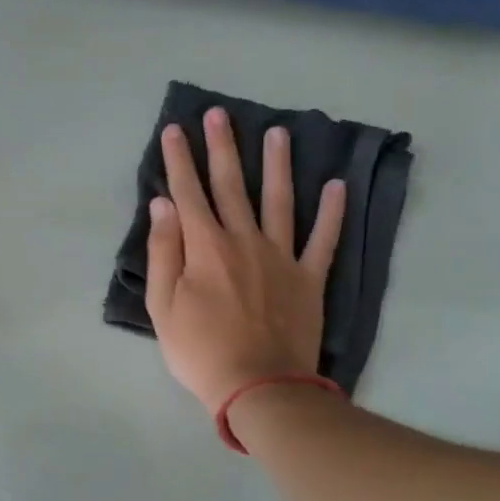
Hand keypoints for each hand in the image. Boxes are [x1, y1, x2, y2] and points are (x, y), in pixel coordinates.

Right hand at [145, 107, 344, 412]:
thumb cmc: (200, 350)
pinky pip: (324, 239)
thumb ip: (163, 252)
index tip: (176, 130)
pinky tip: (337, 185)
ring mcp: (282, 256)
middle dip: (223, 148)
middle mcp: (244, 240)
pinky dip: (332, 212)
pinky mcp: (309, 277)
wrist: (258, 386)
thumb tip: (164, 205)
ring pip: (280, 200)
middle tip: (220, 114)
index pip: (188, 193)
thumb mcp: (163, 306)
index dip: (180, 160)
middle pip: (232, 186)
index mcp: (205, 247)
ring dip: (277, 164)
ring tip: (278, 132)